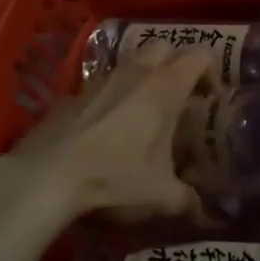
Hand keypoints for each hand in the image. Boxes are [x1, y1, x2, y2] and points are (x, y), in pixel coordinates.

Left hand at [9, 45, 215, 222]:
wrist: (48, 175)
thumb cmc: (115, 176)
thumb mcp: (159, 195)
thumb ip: (188, 200)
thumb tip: (205, 213)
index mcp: (165, 87)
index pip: (200, 55)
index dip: (211, 71)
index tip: (211, 98)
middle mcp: (137, 72)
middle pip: (165, 47)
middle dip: (177, 65)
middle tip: (180, 97)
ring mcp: (102, 78)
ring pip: (133, 61)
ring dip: (144, 76)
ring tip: (145, 112)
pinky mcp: (75, 92)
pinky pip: (104, 82)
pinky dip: (114, 94)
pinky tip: (109, 127)